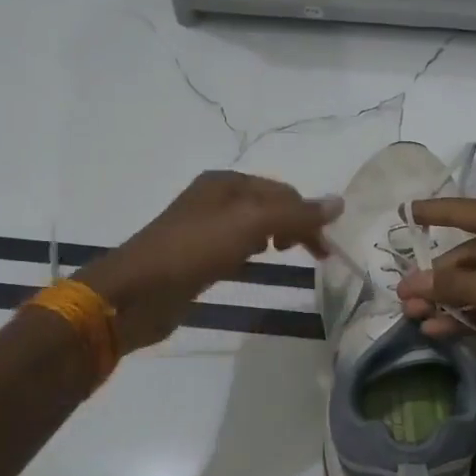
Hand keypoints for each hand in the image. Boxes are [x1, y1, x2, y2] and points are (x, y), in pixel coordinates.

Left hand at [76, 172, 338, 352]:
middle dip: (295, 225)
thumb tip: (339, 202)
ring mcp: (203, 228)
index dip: (308, 214)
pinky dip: (253, 252)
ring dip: (276, 237)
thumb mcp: (251, 224)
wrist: (136, 293)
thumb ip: (295, 214)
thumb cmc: (194, 250)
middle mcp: (215, 198)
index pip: (282, 191)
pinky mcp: (196, 256)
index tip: (324, 248)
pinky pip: (235, 247)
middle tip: (316, 255)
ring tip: (286, 256)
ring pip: (253, 226)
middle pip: (269, 206)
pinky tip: (254, 264)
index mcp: (226, 183)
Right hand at [393, 197, 475, 382]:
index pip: (466, 211)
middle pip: (468, 255)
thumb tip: (410, 283)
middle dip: (436, 278)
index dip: (435, 212)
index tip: (406, 212)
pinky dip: (467, 314)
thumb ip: (448, 285)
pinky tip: (439, 330)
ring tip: (414, 316)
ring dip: (447, 300)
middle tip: (404, 297)